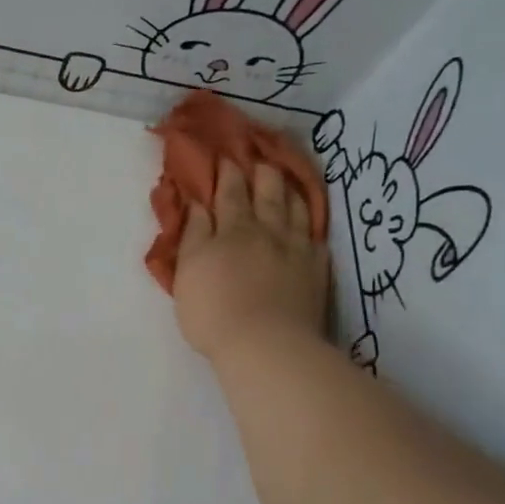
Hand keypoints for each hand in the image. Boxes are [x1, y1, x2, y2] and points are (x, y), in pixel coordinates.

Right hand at [173, 158, 330, 363]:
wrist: (266, 346)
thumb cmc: (214, 311)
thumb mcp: (188, 271)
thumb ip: (194, 235)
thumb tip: (198, 203)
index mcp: (232, 229)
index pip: (229, 193)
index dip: (227, 173)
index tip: (226, 157)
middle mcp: (267, 231)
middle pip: (267, 193)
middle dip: (262, 173)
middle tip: (260, 158)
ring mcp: (297, 250)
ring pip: (296, 209)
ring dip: (290, 190)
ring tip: (287, 179)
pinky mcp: (316, 271)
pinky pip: (316, 237)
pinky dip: (311, 223)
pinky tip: (309, 222)